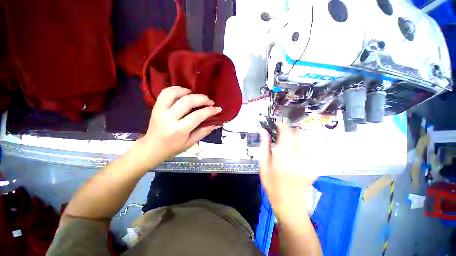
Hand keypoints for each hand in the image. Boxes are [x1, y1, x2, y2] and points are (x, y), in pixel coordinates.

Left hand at [134, 86, 221, 168]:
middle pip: (187, 102)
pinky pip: (165, 93)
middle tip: (210, 101)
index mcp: (179, 130)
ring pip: (175, 94)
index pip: (197, 116)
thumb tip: (215, 123)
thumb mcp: (190, 143)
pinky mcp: (155, 107)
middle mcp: (169, 118)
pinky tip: (183, 92)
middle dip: (202, 99)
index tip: (218, 109)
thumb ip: (203, 132)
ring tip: (196, 95)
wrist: (151, 148)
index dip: (210, 111)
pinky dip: (175, 89)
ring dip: (188, 91)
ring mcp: (160, 111)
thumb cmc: (172, 148)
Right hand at [259, 123, 317, 223]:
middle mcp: (298, 161)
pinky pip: (311, 149)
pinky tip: (297, 151)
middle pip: (298, 134)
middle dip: (290, 130)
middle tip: (283, 134)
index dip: (283, 126)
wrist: (290, 204)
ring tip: (289, 142)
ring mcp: (309, 164)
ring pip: (306, 140)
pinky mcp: (315, 168)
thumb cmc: (272, 186)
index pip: (286, 135)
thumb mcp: (263, 166)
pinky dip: (303, 145)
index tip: (278, 124)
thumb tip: (263, 131)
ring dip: (297, 137)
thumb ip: (264, 147)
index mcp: (282, 161)